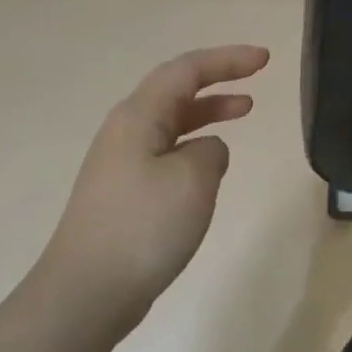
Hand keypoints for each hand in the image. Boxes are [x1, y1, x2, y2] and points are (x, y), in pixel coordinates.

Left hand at [39, 45, 269, 332]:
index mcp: (138, 116)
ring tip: (244, 110)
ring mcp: (121, 162)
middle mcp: (126, 130)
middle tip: (257, 76)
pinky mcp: (124, 192)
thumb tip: (207, 150)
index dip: (227, 59)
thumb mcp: (193, 179)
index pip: (187, 70)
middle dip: (218, 78)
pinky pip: (166, 150)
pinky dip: (195, 144)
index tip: (265, 59)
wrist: (86, 293)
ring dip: (208, 111)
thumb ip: (211, 152)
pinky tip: (212, 163)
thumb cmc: (143, 227)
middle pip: (175, 89)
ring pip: (172, 121)